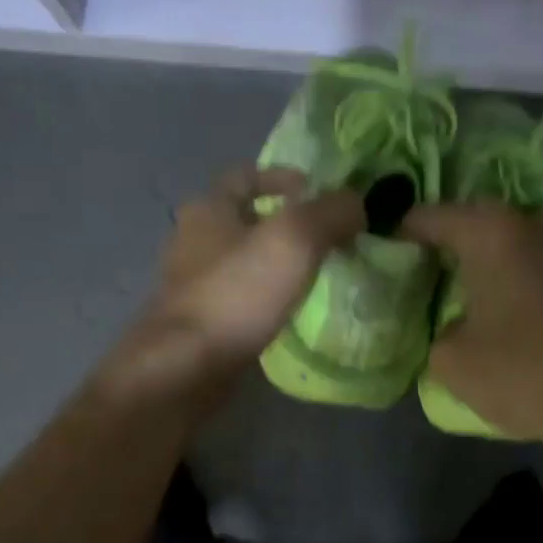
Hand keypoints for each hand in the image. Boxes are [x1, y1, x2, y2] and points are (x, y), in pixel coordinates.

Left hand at [102, 167, 364, 402]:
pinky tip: (285, 313)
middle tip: (322, 238)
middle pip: (241, 220)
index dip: (281, 176)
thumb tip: (356, 204)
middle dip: (280, 224)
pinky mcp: (197, 323)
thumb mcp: (293, 240)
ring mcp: (190, 285)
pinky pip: (236, 299)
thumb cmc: (236, 293)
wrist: (186, 366)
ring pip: (238, 262)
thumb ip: (329, 214)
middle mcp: (192, 241)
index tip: (315, 191)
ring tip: (310, 277)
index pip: (244, 175)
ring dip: (272, 264)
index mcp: (208, 208)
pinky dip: (261, 299)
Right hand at [401, 201, 542, 447]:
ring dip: (514, 266)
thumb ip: (439, 331)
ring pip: (534, 246)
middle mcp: (542, 222)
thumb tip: (454, 327)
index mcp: (493, 234)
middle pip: (488, 227)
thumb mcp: (453, 364)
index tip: (394, 252)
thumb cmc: (526, 376)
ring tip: (505, 303)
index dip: (406, 233)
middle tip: (449, 282)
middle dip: (465, 250)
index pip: (432, 217)